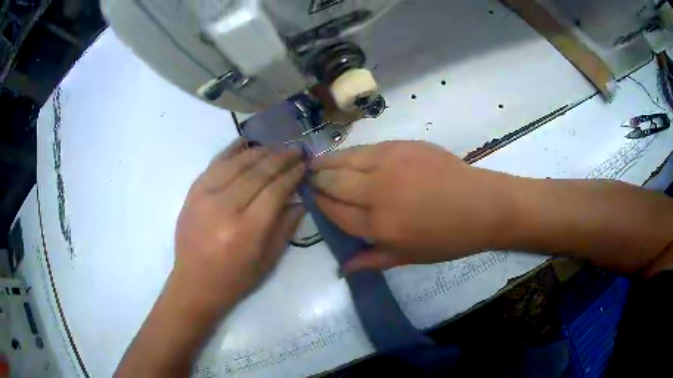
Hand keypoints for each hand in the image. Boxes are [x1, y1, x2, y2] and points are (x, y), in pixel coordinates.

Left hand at [173, 139, 305, 308]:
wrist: (194, 283)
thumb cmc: (235, 279)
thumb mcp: (268, 261)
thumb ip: (286, 227)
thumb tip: (300, 199)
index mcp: (246, 230)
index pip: (275, 191)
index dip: (293, 175)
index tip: (305, 164)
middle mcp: (225, 208)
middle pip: (258, 172)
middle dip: (281, 158)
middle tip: (296, 149)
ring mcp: (205, 196)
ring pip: (237, 163)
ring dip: (260, 151)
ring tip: (276, 146)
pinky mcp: (193, 192)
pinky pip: (214, 163)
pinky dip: (231, 150)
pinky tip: (245, 141)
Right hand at [311, 141, 515, 271]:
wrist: (481, 205)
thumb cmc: (447, 238)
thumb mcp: (408, 258)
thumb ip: (371, 260)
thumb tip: (342, 268)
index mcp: (379, 226)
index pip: (334, 210)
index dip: (319, 203)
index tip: (311, 198)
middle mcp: (378, 192)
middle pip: (333, 181)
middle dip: (317, 180)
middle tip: (310, 179)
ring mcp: (390, 163)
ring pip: (345, 159)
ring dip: (327, 162)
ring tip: (317, 163)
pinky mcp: (402, 145)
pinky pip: (366, 148)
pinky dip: (351, 153)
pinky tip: (348, 156)